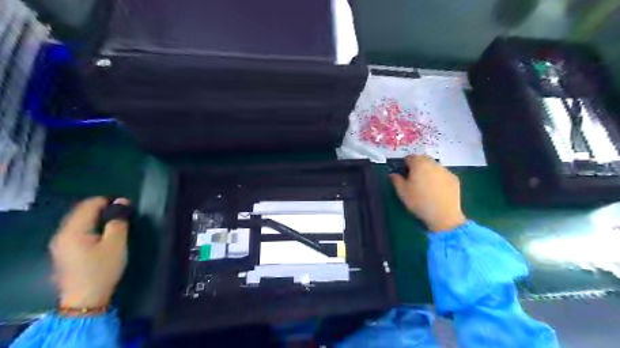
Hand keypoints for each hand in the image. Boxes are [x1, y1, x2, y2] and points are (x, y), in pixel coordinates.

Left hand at [50, 197, 130, 308]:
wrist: (85, 300)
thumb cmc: (102, 269)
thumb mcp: (116, 244)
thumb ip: (119, 221)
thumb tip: (122, 202)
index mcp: (73, 231)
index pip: (89, 205)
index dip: (108, 201)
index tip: (126, 206)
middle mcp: (61, 234)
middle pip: (81, 211)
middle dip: (102, 209)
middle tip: (123, 214)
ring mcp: (59, 244)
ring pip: (78, 221)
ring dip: (97, 218)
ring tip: (115, 223)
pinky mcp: (63, 252)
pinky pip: (77, 230)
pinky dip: (90, 226)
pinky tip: (102, 234)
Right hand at [391, 154, 465, 230]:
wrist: (443, 214)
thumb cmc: (419, 202)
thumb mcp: (402, 192)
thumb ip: (396, 180)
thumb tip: (392, 174)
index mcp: (419, 164)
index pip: (410, 157)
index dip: (405, 163)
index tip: (404, 172)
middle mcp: (433, 164)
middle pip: (423, 159)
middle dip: (418, 164)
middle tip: (414, 176)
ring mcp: (445, 170)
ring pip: (434, 165)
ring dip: (429, 170)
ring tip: (426, 184)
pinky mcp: (454, 179)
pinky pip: (443, 174)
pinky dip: (438, 177)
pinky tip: (437, 189)